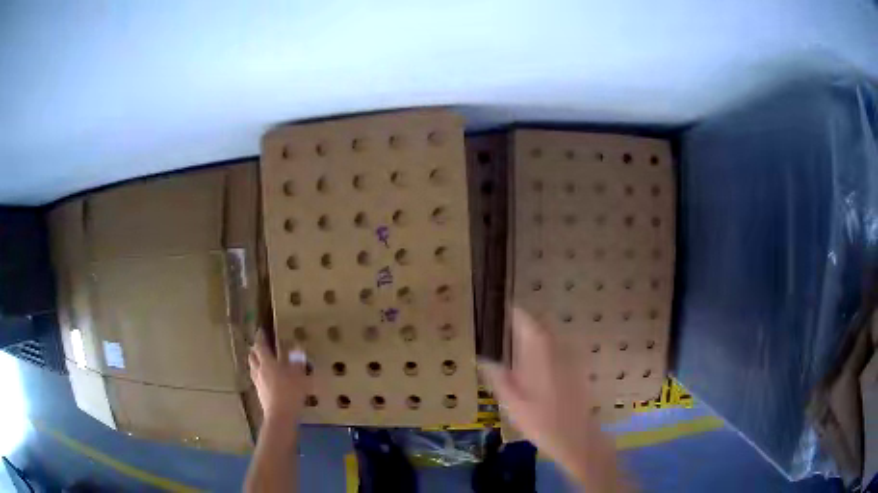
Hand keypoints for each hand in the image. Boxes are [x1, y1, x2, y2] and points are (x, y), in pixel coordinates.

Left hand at [248, 331, 309, 423]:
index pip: (260, 346)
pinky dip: (259, 373)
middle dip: (255, 349)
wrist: (280, 415)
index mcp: (267, 362)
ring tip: (261, 361)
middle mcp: (259, 370)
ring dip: (255, 361)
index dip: (260, 338)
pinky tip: (265, 378)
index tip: (261, 331)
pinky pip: (256, 378)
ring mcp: (257, 382)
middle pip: (252, 356)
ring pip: (252, 367)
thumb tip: (297, 348)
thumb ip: (297, 361)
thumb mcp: (298, 375)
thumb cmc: (290, 392)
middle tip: (260, 346)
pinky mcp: (259, 392)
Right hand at [480, 308, 632, 491]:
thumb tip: (483, 358)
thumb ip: (498, 377)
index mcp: (539, 353)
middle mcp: (557, 350)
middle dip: (523, 325)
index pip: (526, 321)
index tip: (501, 310)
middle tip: (505, 331)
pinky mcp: (577, 370)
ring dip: (535, 338)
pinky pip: (559, 351)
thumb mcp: (511, 402)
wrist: (576, 437)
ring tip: (517, 348)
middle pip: (540, 328)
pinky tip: (537, 369)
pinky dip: (546, 351)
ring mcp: (570, 359)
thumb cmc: (540, 421)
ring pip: (550, 339)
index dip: (514, 313)